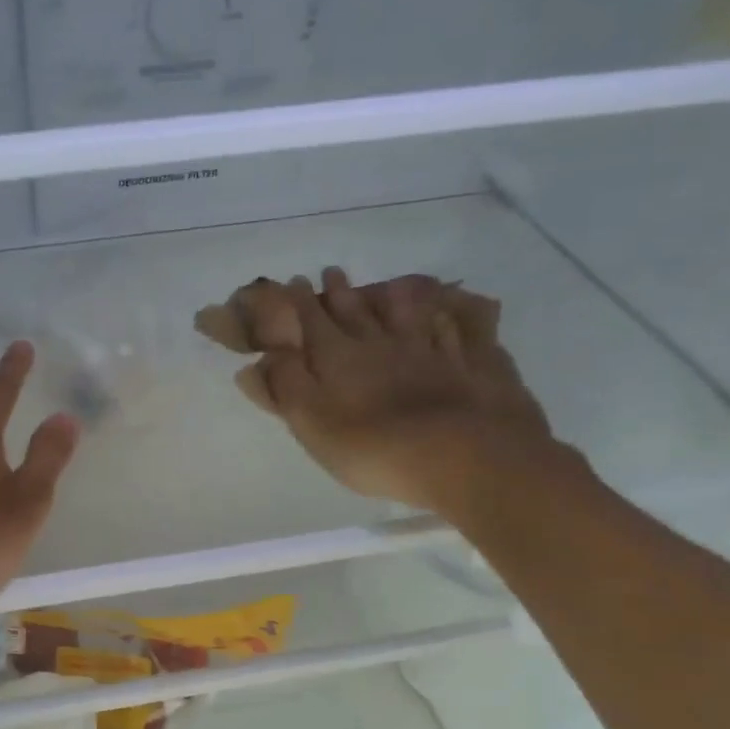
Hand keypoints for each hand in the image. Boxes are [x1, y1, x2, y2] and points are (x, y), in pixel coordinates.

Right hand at [200, 269, 563, 517]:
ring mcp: (431, 351)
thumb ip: (284, 387)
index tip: (291, 281)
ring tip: (386, 285)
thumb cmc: (374, 447)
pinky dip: (449, 318)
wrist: (465, 457)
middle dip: (340, 292)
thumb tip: (256, 360)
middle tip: (331, 272)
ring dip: (393, 298)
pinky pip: (458, 332)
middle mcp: (382, 344)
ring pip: (407, 315)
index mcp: (339, 358)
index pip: (313, 322)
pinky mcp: (473, 365)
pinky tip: (449, 311)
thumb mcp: (311, 423)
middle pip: (357, 312)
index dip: (299, 302)